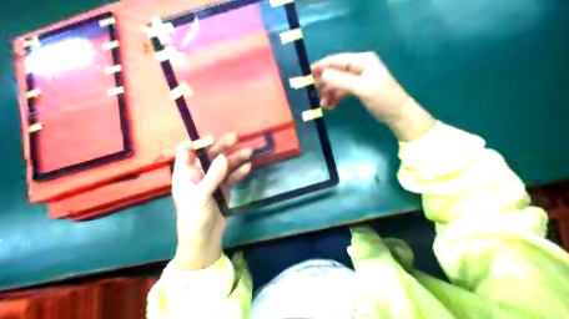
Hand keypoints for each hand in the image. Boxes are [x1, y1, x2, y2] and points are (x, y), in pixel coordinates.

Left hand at [172, 133, 251, 269]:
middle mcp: (198, 175)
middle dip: (223, 146)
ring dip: (236, 158)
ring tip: (250, 152)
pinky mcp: (222, 190)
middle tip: (238, 136)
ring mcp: (212, 182)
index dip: (198, 142)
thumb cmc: (194, 217)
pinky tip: (248, 168)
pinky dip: (239, 172)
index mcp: (185, 174)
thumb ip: (213, 176)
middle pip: (210, 156)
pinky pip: (231, 178)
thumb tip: (224, 157)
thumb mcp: (201, 196)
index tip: (213, 138)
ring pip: (224, 166)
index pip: (186, 151)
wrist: (203, 240)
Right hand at [311, 53, 436, 140]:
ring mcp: (359, 77)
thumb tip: (321, 74)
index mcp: (362, 60)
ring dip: (329, 92)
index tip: (307, 75)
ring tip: (324, 105)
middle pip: (336, 71)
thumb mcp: (362, 88)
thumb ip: (341, 80)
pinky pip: (343, 90)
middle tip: (314, 93)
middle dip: (325, 82)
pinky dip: (336, 97)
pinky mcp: (359, 87)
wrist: (398, 114)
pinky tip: (331, 106)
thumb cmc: (383, 99)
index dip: (322, 66)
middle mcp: (360, 65)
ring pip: (338, 82)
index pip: (337, 60)